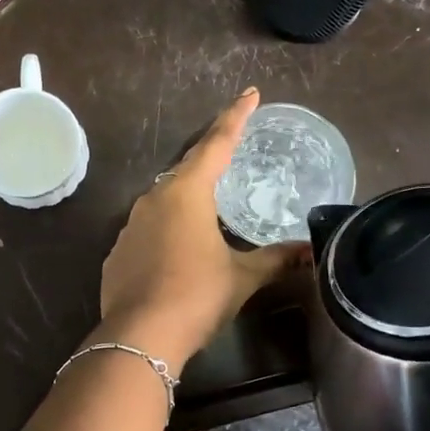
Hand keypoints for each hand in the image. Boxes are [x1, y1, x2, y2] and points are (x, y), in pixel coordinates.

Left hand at [97, 89, 308, 366]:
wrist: (140, 336)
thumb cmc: (197, 295)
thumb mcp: (242, 277)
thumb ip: (276, 259)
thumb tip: (312, 252)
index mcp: (187, 193)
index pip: (217, 144)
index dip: (235, 118)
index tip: (250, 94)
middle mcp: (154, 199)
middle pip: (187, 168)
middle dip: (210, 157)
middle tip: (231, 149)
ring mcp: (130, 225)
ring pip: (164, 199)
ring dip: (186, 198)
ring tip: (208, 206)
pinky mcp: (117, 252)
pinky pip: (147, 229)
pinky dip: (166, 230)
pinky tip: (177, 249)